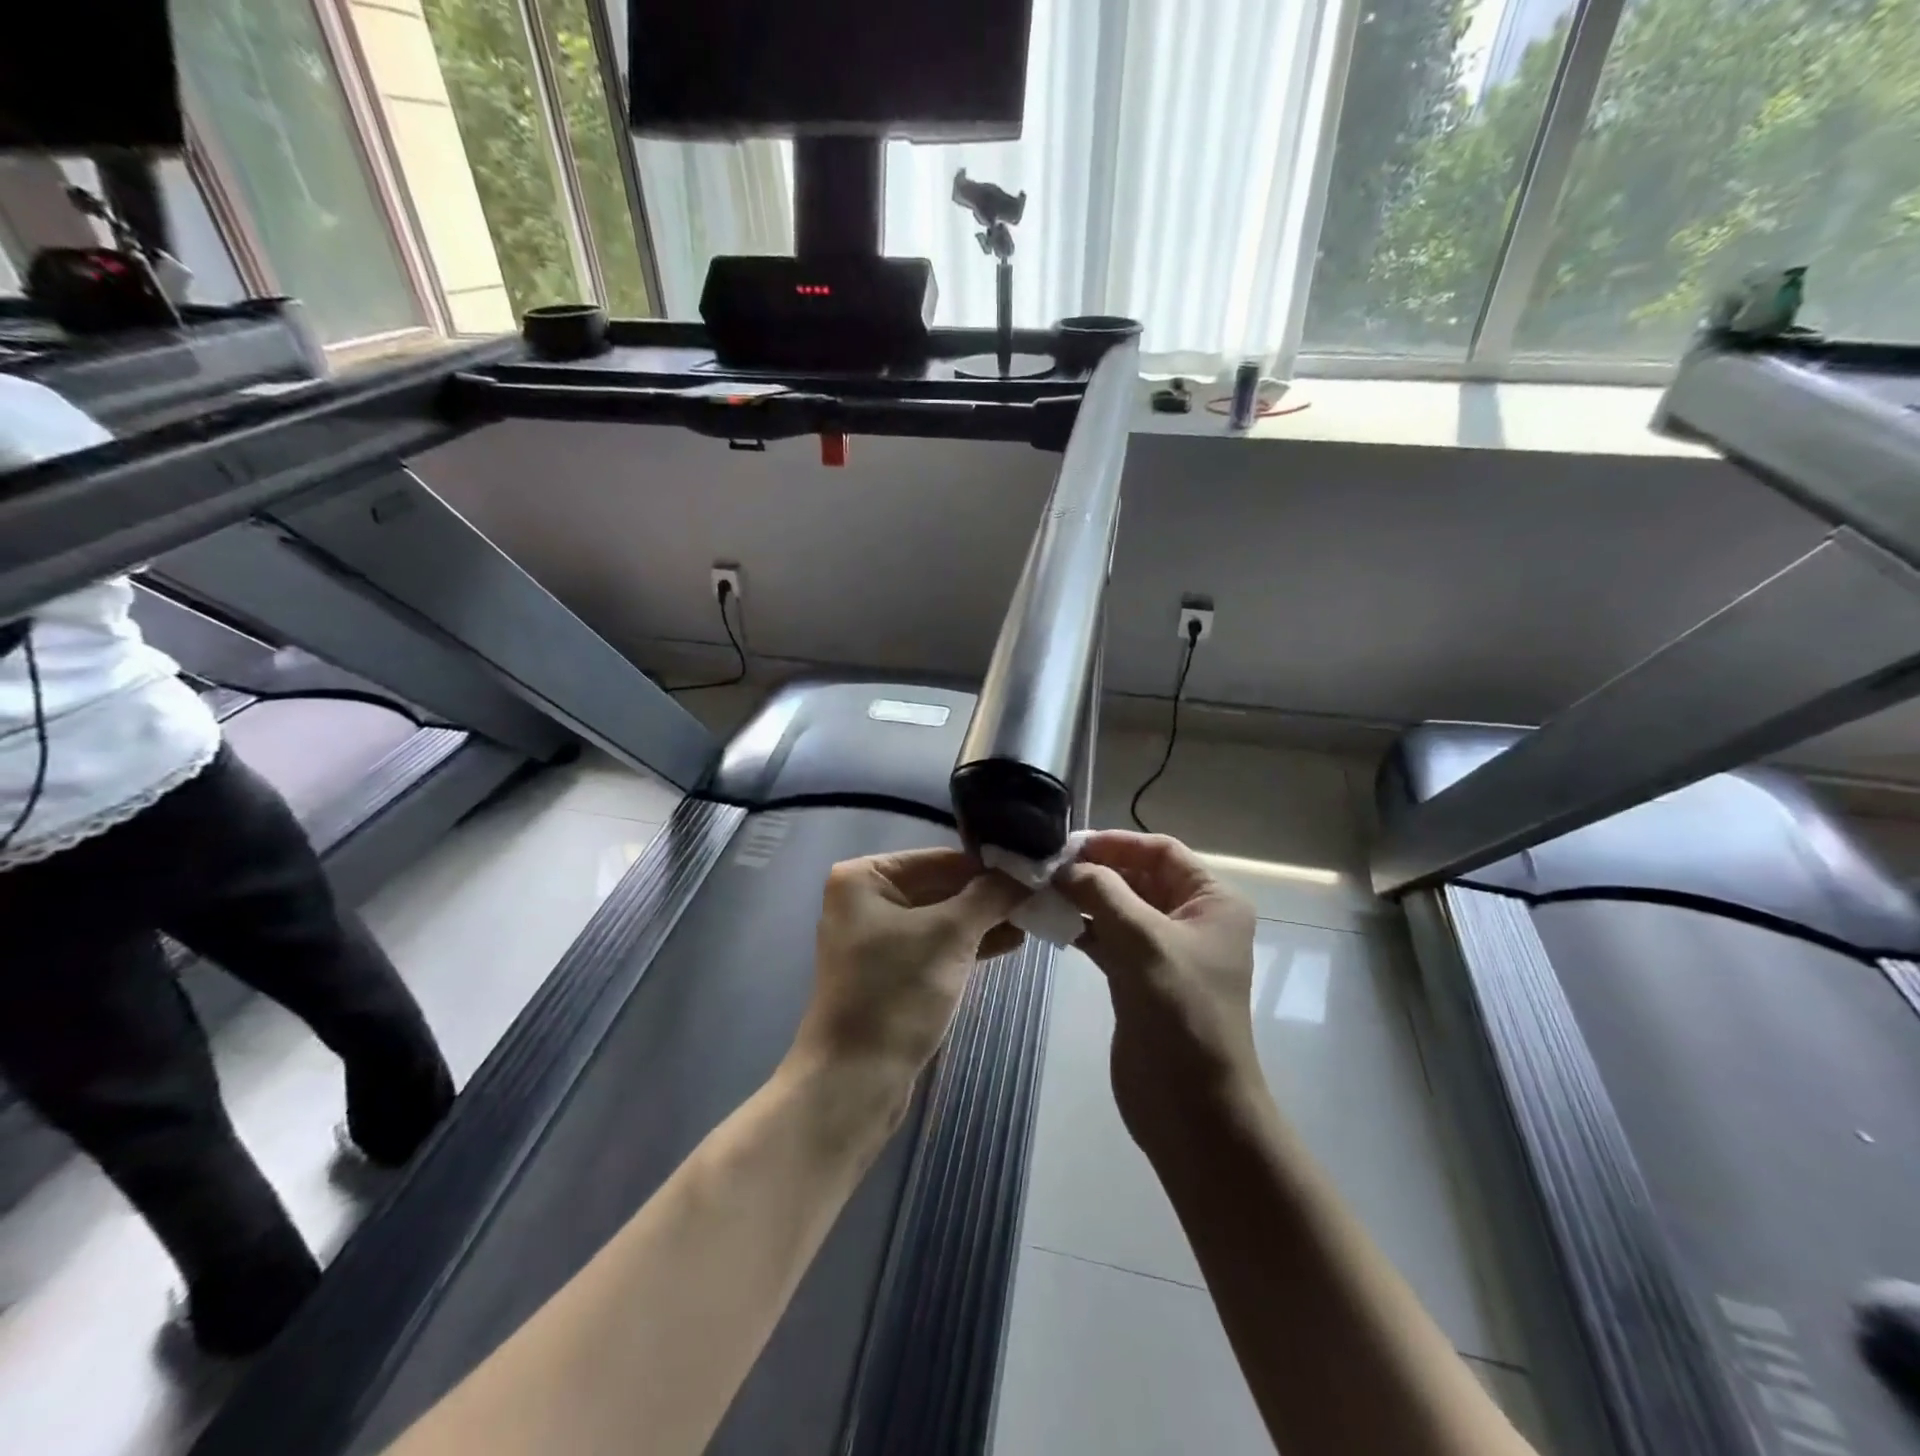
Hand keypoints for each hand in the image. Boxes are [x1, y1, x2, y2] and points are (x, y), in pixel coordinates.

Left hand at [792, 849, 1026, 1108]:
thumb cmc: (896, 993)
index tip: (1035, 872)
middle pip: (941, 886)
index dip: (989, 867)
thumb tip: (1027, 874)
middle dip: (989, 895)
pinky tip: (1009, 943)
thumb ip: (990, 896)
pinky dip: (968, 943)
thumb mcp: (950, 935)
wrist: (855, 1080)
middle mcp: (865, 899)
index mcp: (865, 877)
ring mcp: (876, 937)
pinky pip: (935, 945)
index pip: (940, 859)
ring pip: (941, 917)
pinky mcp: (889, 971)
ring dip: (984, 920)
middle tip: (1040, 897)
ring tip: (1033, 920)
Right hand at [1057, 832, 1259, 1152]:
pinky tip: (1049, 922)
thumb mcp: (1143, 940)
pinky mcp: (1139, 977)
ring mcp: (1164, 950)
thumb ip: (1102, 892)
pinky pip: (1108, 937)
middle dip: (1095, 870)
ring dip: (1083, 898)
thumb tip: (1063, 866)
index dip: (1117, 842)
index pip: (1161, 851)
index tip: (1069, 846)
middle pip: (1138, 876)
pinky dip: (1081, 927)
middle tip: (1046, 868)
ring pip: (1119, 906)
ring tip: (1040, 891)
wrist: (1191, 1107)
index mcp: (1212, 901)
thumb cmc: (1180, 1012)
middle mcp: (1191, 919)